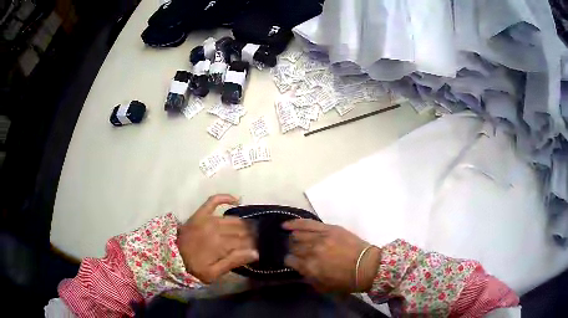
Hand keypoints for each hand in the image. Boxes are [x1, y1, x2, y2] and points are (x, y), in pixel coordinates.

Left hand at [178, 194, 258, 283]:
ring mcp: (207, 219)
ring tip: (251, 228)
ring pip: (233, 218)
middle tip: (256, 241)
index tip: (258, 249)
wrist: (172, 257)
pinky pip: (213, 201)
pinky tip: (236, 199)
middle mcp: (216, 229)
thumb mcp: (214, 273)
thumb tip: (255, 252)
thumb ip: (233, 262)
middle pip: (241, 230)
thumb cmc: (195, 268)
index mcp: (220, 245)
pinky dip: (225, 198)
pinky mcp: (200, 214)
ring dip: (244, 223)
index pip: (245, 241)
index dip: (254, 245)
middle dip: (251, 235)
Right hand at [283, 219, 380, 292]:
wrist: (368, 266)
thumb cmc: (347, 281)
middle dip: (292, 250)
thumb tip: (299, 270)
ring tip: (290, 238)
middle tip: (295, 252)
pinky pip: (308, 223)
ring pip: (298, 235)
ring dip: (293, 238)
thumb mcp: (324, 287)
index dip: (290, 262)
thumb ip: (309, 278)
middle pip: (293, 247)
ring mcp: (320, 238)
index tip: (292, 262)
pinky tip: (285, 224)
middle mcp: (312, 251)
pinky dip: (295, 223)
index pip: (290, 260)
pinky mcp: (329, 228)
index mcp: (310, 267)